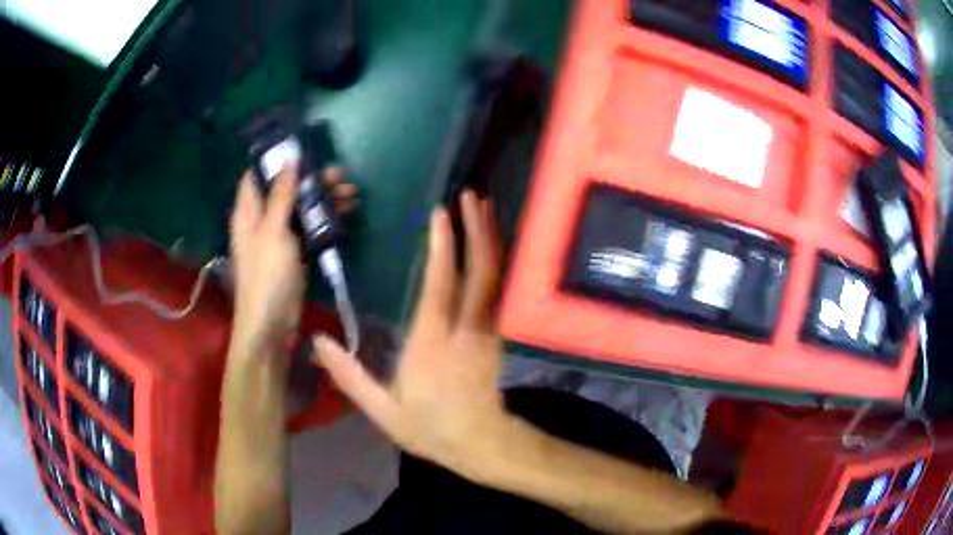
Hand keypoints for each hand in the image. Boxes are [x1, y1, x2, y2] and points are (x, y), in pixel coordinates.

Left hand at [230, 166, 357, 354]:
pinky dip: (325, 220)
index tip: (303, 149)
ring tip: (351, 192)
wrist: (272, 326)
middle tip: (340, 174)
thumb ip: (282, 195)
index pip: (256, 176)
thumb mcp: (273, 231)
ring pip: (301, 209)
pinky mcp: (294, 254)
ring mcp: (279, 238)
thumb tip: (289, 159)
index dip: (276, 160)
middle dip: (311, 180)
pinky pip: (310, 229)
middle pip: (285, 190)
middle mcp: (261, 221)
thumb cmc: (267, 275)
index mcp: (248, 212)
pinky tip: (346, 214)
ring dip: (324, 199)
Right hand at [313, 191, 508, 471]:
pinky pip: (499, 290)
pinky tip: (492, 245)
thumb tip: (318, 342)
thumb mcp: (382, 410)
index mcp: (432, 342)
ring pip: (495, 277)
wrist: (482, 444)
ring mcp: (487, 331)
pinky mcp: (497, 336)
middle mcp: (464, 328)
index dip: (444, 246)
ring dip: (491, 239)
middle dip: (477, 228)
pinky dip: (497, 261)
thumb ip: (349, 376)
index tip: (441, 213)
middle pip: (479, 270)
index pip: (441, 284)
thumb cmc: (431, 428)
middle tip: (472, 194)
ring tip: (486, 207)